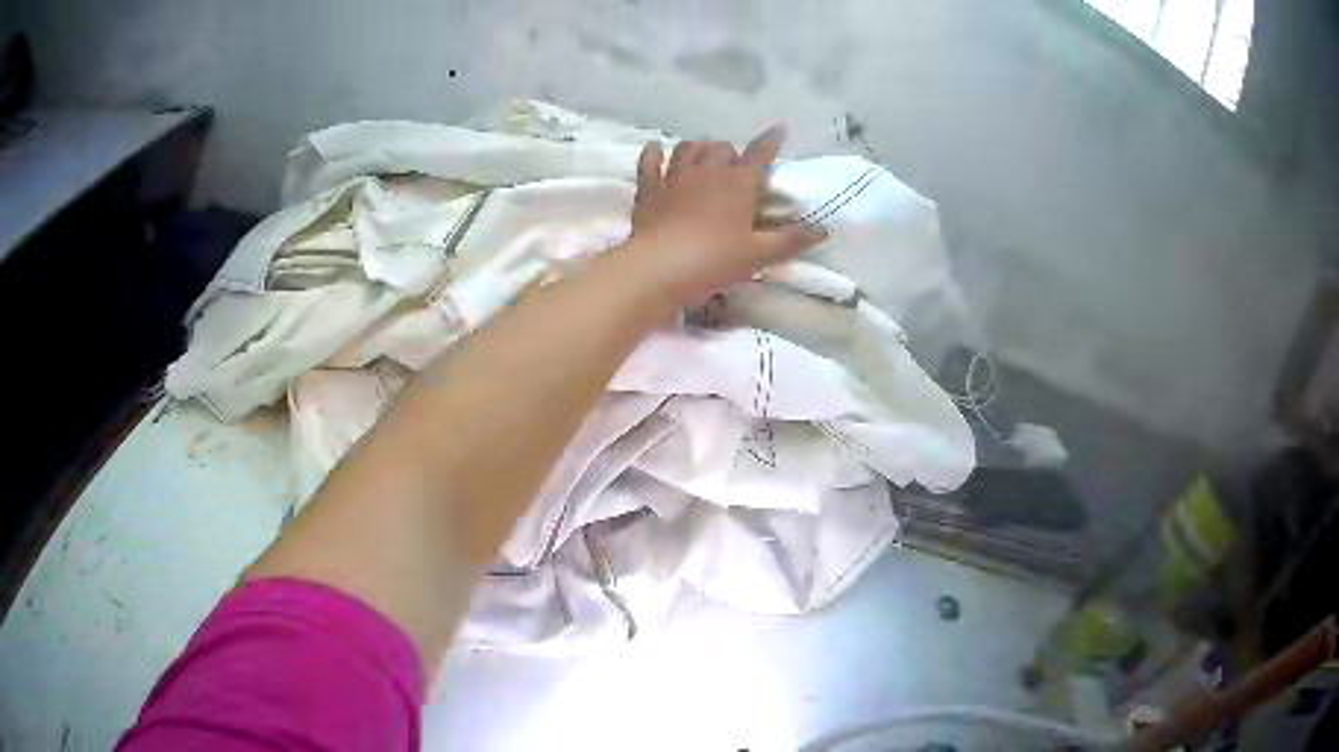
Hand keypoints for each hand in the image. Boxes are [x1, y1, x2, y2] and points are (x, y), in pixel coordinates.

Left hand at [621, 126, 826, 307]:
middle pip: (721, 149)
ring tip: (703, 152)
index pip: (759, 154)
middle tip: (736, 164)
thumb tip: (822, 231)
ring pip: (687, 149)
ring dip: (698, 148)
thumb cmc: (715, 260)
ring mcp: (674, 178)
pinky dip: (653, 153)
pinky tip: (655, 147)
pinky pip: (649, 164)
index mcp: (738, 183)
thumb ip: (790, 241)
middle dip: (731, 152)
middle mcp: (707, 172)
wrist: (660, 268)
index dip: (770, 141)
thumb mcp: (759, 255)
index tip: (779, 129)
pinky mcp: (649, 191)